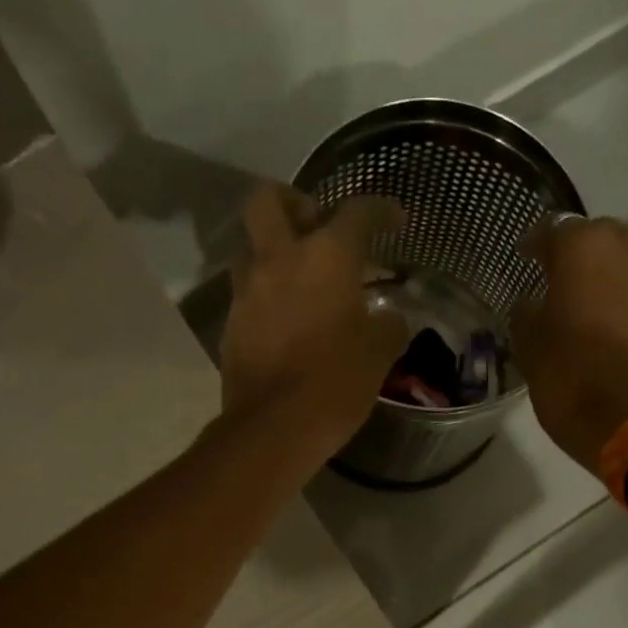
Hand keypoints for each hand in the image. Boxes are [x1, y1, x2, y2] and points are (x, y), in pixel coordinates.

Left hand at [220, 184, 409, 462]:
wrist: (274, 427)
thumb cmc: (336, 383)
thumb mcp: (379, 355)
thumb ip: (389, 326)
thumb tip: (390, 318)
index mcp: (326, 257)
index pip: (357, 212)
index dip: (381, 210)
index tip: (395, 220)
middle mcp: (280, 258)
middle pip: (270, 200)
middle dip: (293, 201)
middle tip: (315, 223)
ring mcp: (248, 289)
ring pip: (251, 245)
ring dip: (273, 249)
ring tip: (300, 276)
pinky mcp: (231, 321)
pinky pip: (247, 289)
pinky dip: (266, 290)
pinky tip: (287, 316)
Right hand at [512, 215, 627, 470]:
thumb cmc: (568, 377)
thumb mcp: (528, 345)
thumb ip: (526, 312)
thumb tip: (533, 303)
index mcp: (583, 247)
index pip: (551, 230)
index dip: (534, 245)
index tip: (523, 259)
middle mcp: (627, 247)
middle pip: (595, 237)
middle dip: (574, 254)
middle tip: (554, 279)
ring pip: (624, 261)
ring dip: (604, 274)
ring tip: (584, 301)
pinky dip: (625, 298)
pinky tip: (610, 323)